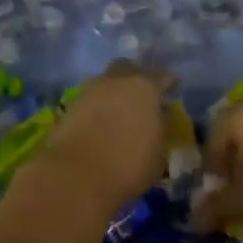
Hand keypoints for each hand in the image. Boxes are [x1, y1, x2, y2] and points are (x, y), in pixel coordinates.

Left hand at [32, 61, 169, 218]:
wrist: (78, 174)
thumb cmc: (128, 165)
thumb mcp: (158, 154)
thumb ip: (159, 131)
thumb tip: (156, 122)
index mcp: (145, 87)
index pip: (161, 77)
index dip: (168, 82)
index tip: (172, 87)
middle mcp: (117, 81)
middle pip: (128, 68)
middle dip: (136, 76)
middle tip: (142, 94)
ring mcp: (90, 90)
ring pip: (106, 82)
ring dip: (113, 92)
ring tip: (119, 110)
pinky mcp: (70, 105)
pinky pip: (90, 99)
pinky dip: (97, 106)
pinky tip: (101, 121)